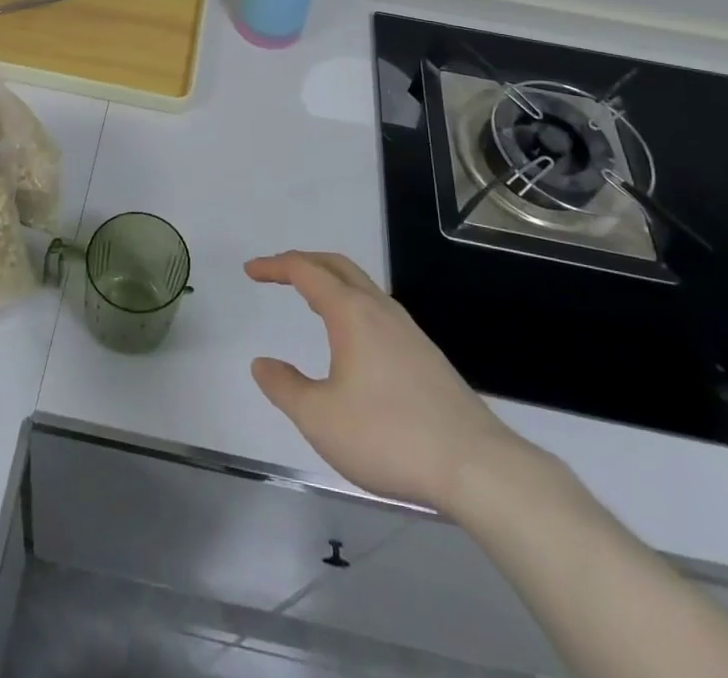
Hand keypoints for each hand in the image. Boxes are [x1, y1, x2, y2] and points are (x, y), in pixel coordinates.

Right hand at [246, 250, 530, 512]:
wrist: (476, 466)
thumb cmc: (389, 436)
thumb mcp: (320, 418)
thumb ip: (284, 387)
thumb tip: (262, 363)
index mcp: (352, 313)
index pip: (305, 271)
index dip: (274, 266)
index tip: (250, 270)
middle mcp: (379, 309)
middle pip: (336, 265)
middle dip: (303, 262)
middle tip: (276, 272)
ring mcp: (407, 329)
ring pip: (361, 286)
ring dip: (329, 281)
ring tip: (308, 298)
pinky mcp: (424, 353)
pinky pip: (377, 308)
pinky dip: (350, 303)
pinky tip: (350, 338)